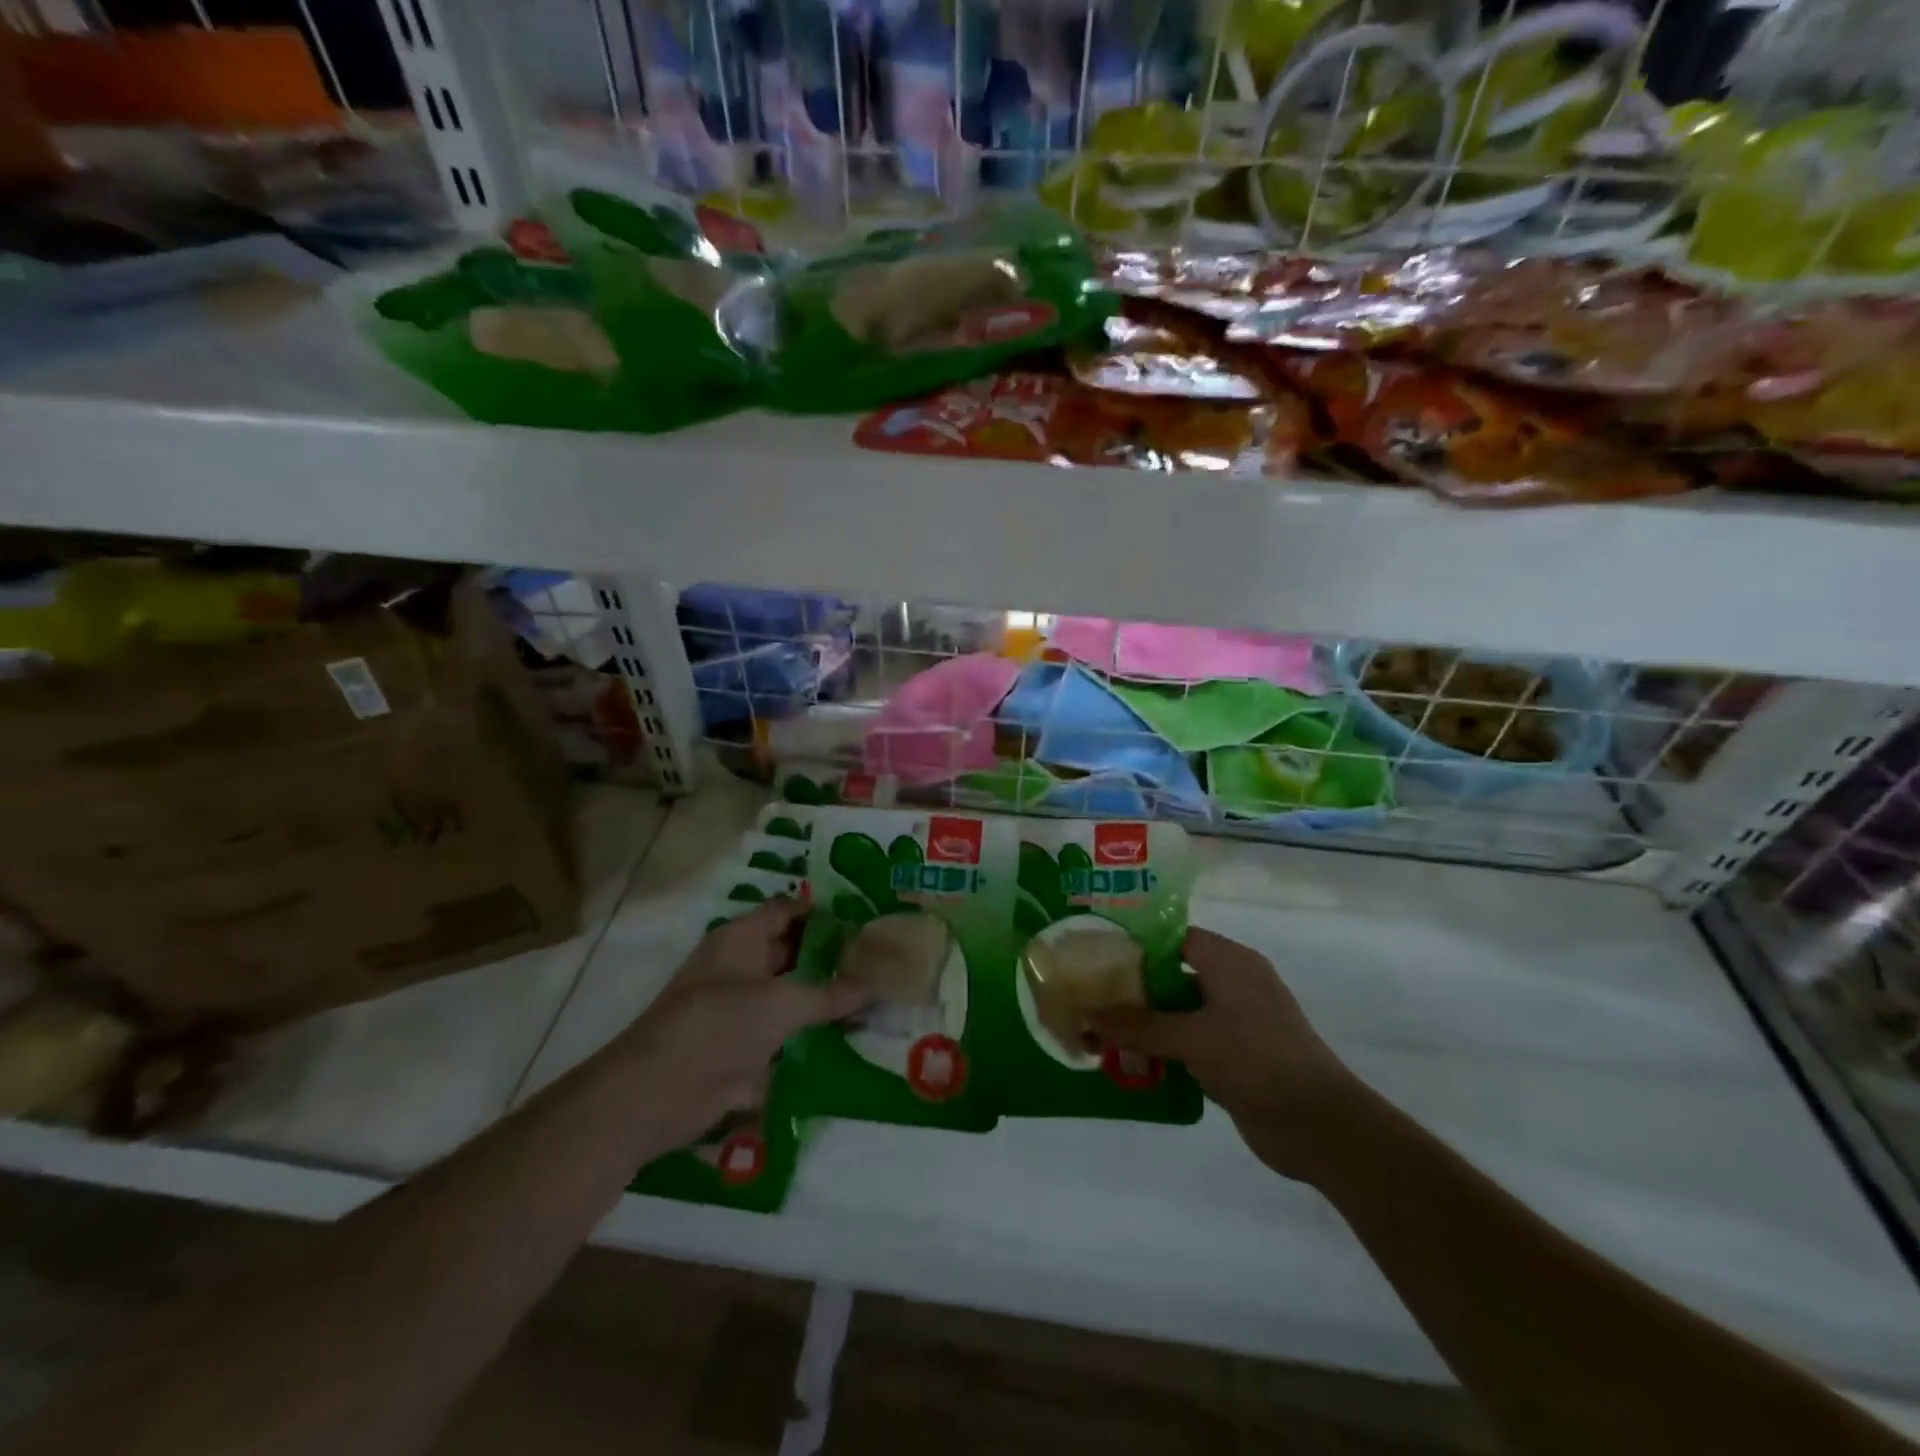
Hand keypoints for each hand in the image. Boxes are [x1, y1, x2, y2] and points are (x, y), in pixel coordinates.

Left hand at [619, 900, 870, 1147]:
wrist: (657, 1093)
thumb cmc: (718, 1026)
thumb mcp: (780, 1004)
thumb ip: (828, 994)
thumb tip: (874, 984)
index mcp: (741, 938)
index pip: (787, 911)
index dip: (823, 913)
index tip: (865, 922)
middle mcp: (741, 966)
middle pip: (792, 951)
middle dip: (831, 956)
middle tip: (879, 962)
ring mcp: (740, 1007)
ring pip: (791, 993)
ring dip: (824, 997)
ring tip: (874, 998)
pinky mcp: (742, 1046)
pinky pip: (785, 1031)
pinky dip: (812, 1033)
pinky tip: (849, 1038)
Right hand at [1087, 927, 1361, 1182]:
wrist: (1321, 1127)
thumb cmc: (1258, 1061)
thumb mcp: (1193, 1039)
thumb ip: (1139, 1027)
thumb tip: (1087, 1016)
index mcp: (1229, 962)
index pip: (1172, 937)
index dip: (1134, 943)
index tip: (1094, 954)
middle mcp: (1232, 984)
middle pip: (1171, 974)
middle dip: (1132, 987)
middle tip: (1088, 994)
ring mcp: (1235, 1022)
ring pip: (1177, 1011)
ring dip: (1144, 1023)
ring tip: (1098, 1029)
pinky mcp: (1234, 1056)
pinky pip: (1188, 1042)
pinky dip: (1162, 1048)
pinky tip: (1128, 1061)